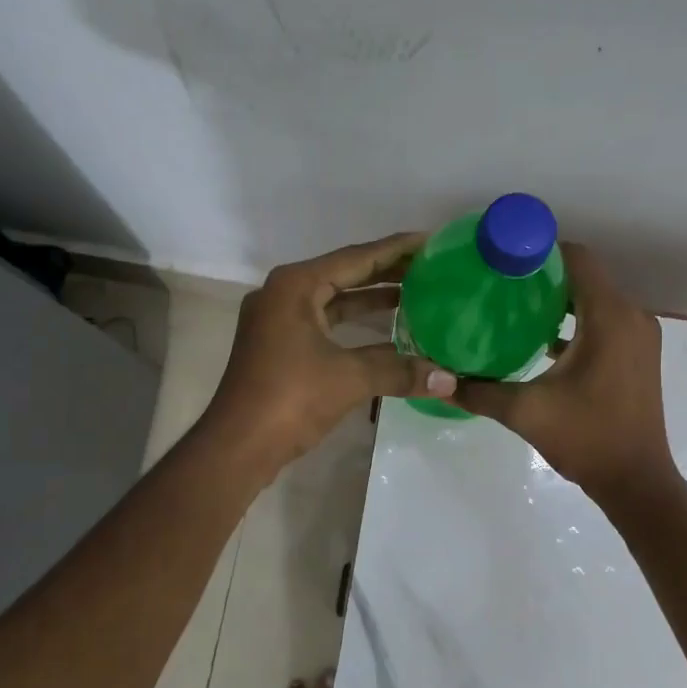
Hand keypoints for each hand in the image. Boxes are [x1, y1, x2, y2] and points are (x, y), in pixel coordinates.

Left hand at [202, 233, 456, 475]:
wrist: (237, 445)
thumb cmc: (289, 398)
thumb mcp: (349, 378)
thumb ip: (400, 371)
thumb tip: (449, 379)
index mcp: (295, 286)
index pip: (356, 258)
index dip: (396, 249)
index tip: (430, 241)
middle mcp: (284, 294)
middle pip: (344, 274)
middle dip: (387, 272)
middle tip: (431, 268)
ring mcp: (278, 321)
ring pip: (334, 301)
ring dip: (371, 299)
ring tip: (417, 295)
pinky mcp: (280, 347)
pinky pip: (326, 324)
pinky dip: (355, 325)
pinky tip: (387, 332)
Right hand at [453, 243, 678, 502]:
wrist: (636, 482)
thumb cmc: (586, 439)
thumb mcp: (525, 412)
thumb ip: (479, 391)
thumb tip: (437, 380)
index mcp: (609, 318)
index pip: (577, 259)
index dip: (539, 250)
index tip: (502, 257)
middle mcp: (631, 317)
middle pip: (585, 276)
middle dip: (543, 275)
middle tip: (498, 282)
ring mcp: (639, 336)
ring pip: (595, 299)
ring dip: (559, 299)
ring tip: (512, 306)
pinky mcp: (638, 355)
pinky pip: (605, 321)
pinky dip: (576, 321)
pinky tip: (540, 338)